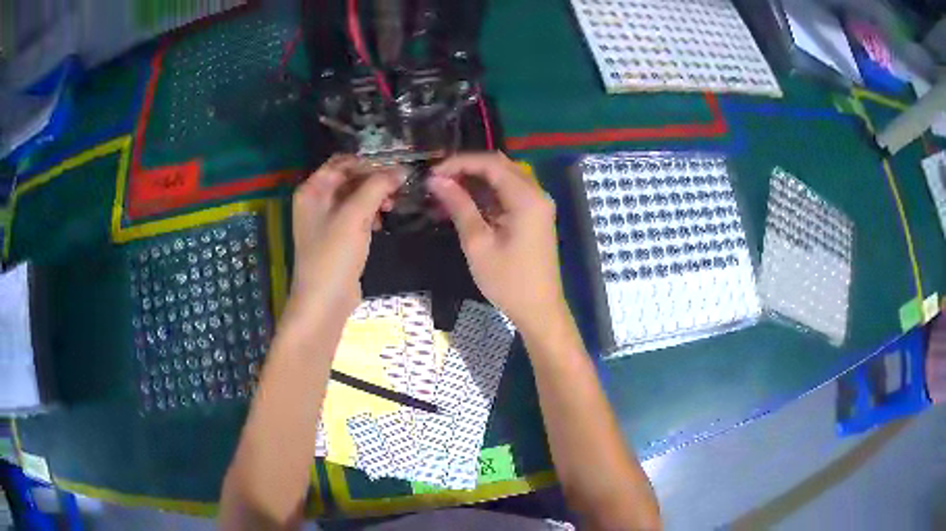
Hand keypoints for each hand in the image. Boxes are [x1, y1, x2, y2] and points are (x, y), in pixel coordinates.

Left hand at [287, 155, 404, 321]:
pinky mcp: (337, 237)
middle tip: (400, 186)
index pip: (342, 162)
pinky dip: (370, 213)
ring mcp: (326, 220)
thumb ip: (377, 187)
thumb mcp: (354, 216)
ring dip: (375, 196)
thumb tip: (401, 169)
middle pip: (349, 178)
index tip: (397, 167)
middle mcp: (316, 200)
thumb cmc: (334, 255)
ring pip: (355, 196)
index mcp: (312, 190)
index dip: (369, 162)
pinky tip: (382, 221)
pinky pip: (356, 215)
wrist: (324, 302)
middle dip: (375, 179)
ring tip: (394, 203)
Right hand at [428, 153, 567, 334]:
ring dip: (474, 182)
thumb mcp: (478, 243)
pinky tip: (462, 204)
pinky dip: (485, 196)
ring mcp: (537, 205)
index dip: (459, 162)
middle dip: (466, 169)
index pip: (491, 164)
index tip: (433, 172)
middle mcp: (536, 194)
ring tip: (444, 192)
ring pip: (502, 179)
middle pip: (498, 167)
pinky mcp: (533, 216)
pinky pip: (508, 195)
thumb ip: (459, 206)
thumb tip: (436, 180)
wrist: (539, 310)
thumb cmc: (508, 281)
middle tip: (437, 180)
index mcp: (527, 198)